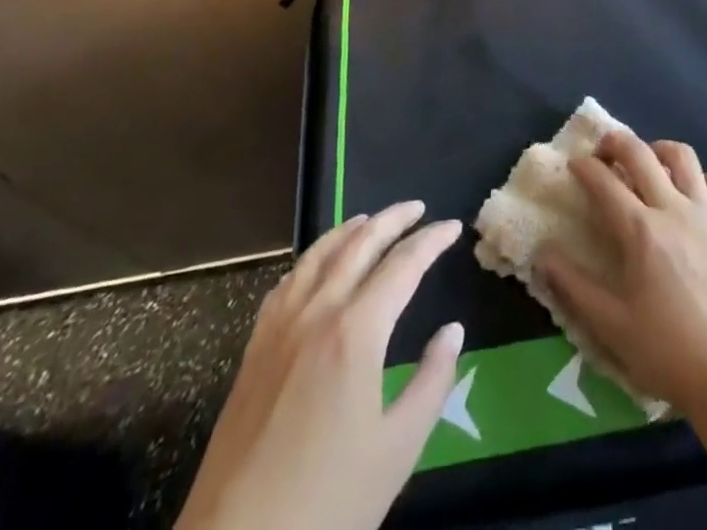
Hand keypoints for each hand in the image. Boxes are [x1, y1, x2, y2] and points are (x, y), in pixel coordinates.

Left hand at [176, 202, 463, 529]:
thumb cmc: (327, 505)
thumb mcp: (397, 450)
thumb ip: (432, 382)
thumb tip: (452, 331)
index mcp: (356, 332)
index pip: (402, 266)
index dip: (431, 241)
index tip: (453, 226)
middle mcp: (317, 313)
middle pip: (359, 244)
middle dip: (392, 219)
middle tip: (418, 208)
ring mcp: (279, 328)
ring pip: (318, 255)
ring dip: (349, 230)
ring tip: (370, 219)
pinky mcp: (253, 350)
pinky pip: (287, 283)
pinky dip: (311, 259)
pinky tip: (317, 266)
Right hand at [536, 132, 706, 410]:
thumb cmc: (667, 350)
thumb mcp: (610, 325)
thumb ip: (573, 286)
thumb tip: (542, 254)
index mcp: (640, 230)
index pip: (604, 182)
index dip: (584, 167)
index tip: (574, 166)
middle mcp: (673, 209)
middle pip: (641, 153)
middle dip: (616, 142)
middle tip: (604, 150)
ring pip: (683, 157)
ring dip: (660, 150)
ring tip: (650, 160)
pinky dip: (706, 179)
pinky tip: (696, 192)